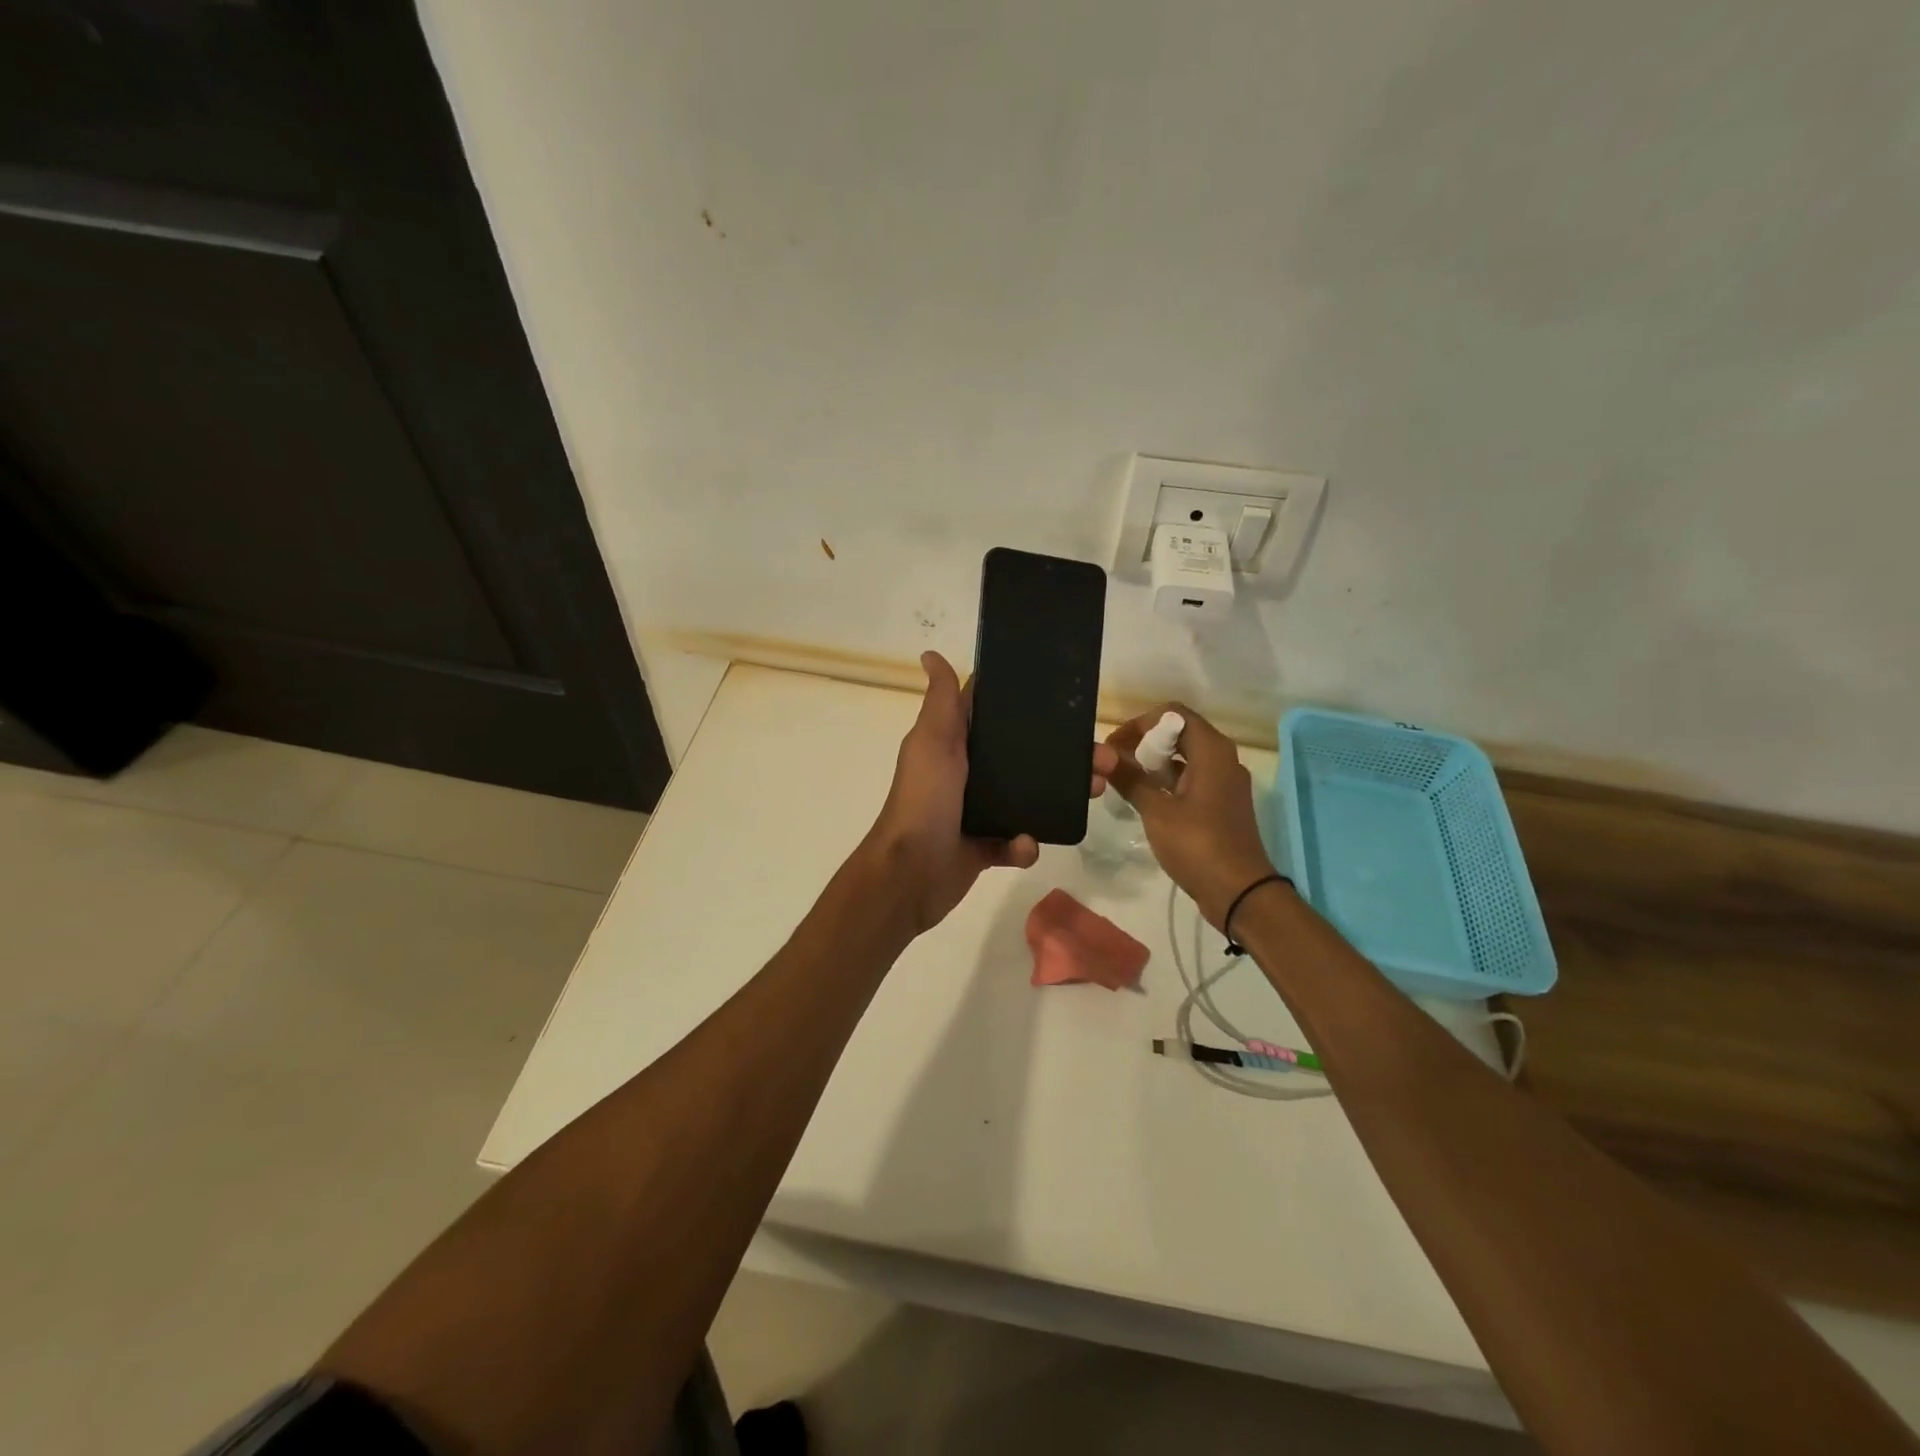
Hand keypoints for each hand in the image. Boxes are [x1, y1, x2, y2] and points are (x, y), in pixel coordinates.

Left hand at [864, 651, 1117, 935]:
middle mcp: (967, 774)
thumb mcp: (933, 742)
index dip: (1029, 707)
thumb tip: (930, 654)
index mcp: (954, 745)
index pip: (994, 717)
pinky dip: (1024, 844)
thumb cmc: (924, 800)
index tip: (1069, 701)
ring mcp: (976, 811)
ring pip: (1029, 798)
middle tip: (1102, 759)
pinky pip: (1016, 842)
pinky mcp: (984, 847)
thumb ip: (941, 702)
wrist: (910, 874)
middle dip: (1064, 757)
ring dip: (1060, 795)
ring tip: (1092, 792)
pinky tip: (1024, 844)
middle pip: (1024, 757)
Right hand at [1106, 703, 1277, 929]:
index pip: (1174, 714)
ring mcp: (1225, 782)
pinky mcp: (1222, 803)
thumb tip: (1105, 757)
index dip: (1141, 723)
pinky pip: (1192, 777)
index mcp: (1212, 751)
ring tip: (1125, 779)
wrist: (1240, 892)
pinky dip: (1168, 780)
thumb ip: (1131, 780)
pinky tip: (1145, 798)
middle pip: (1180, 732)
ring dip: (1155, 761)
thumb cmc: (1198, 845)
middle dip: (1145, 741)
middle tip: (1116, 761)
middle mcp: (1223, 759)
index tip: (1115, 745)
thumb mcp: (1157, 811)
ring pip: (1186, 756)